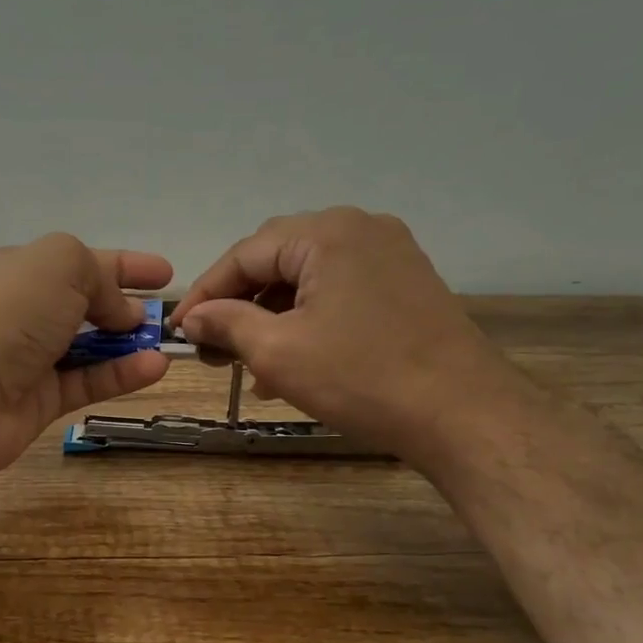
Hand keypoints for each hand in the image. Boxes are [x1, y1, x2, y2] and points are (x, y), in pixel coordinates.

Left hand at [0, 233, 172, 478]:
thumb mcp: (61, 264)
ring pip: (90, 348)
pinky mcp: (40, 401)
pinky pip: (88, 383)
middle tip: (164, 315)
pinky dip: (121, 375)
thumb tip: (121, 311)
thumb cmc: (11, 313)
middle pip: (84, 305)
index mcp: (21, 271)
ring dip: (129, 344)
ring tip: (168, 343)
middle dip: (126, 307)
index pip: (80, 261)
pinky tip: (155, 368)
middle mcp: (24, 312)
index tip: (164, 273)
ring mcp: (31, 359)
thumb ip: (99, 276)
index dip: (124, 265)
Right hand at [171, 208, 510, 457]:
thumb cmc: (362, 378)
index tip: (178, 330)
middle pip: (277, 260)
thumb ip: (227, 324)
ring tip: (248, 365)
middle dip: (239, 304)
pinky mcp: (406, 284)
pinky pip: (339, 292)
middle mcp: (360, 229)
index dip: (205, 293)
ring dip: (272, 317)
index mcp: (327, 233)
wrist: (464, 414)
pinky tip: (292, 361)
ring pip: (308, 279)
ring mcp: (390, 255)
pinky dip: (308, 320)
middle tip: (211, 347)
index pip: (245, 254)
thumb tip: (193, 319)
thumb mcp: (278, 352)